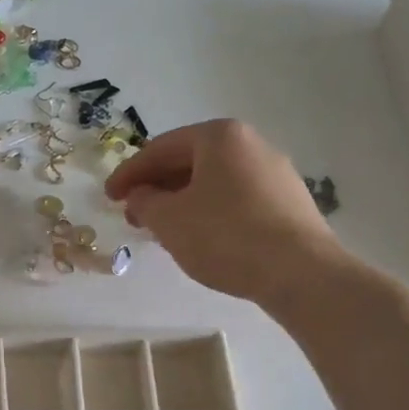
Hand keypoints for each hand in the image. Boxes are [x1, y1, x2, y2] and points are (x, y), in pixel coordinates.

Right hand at [104, 119, 340, 304]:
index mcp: (220, 137)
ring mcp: (275, 173)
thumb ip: (144, 201)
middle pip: (189, 161)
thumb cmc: (225, 236)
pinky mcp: (289, 203)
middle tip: (132, 214)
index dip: (128, 174)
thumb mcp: (169, 220)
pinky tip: (199, 237)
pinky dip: (209, 212)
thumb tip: (140, 195)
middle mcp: (251, 144)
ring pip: (213, 182)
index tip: (108, 197)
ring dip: (181, 201)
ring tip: (162, 229)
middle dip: (156, 187)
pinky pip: (236, 199)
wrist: (300, 273)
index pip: (160, 149)